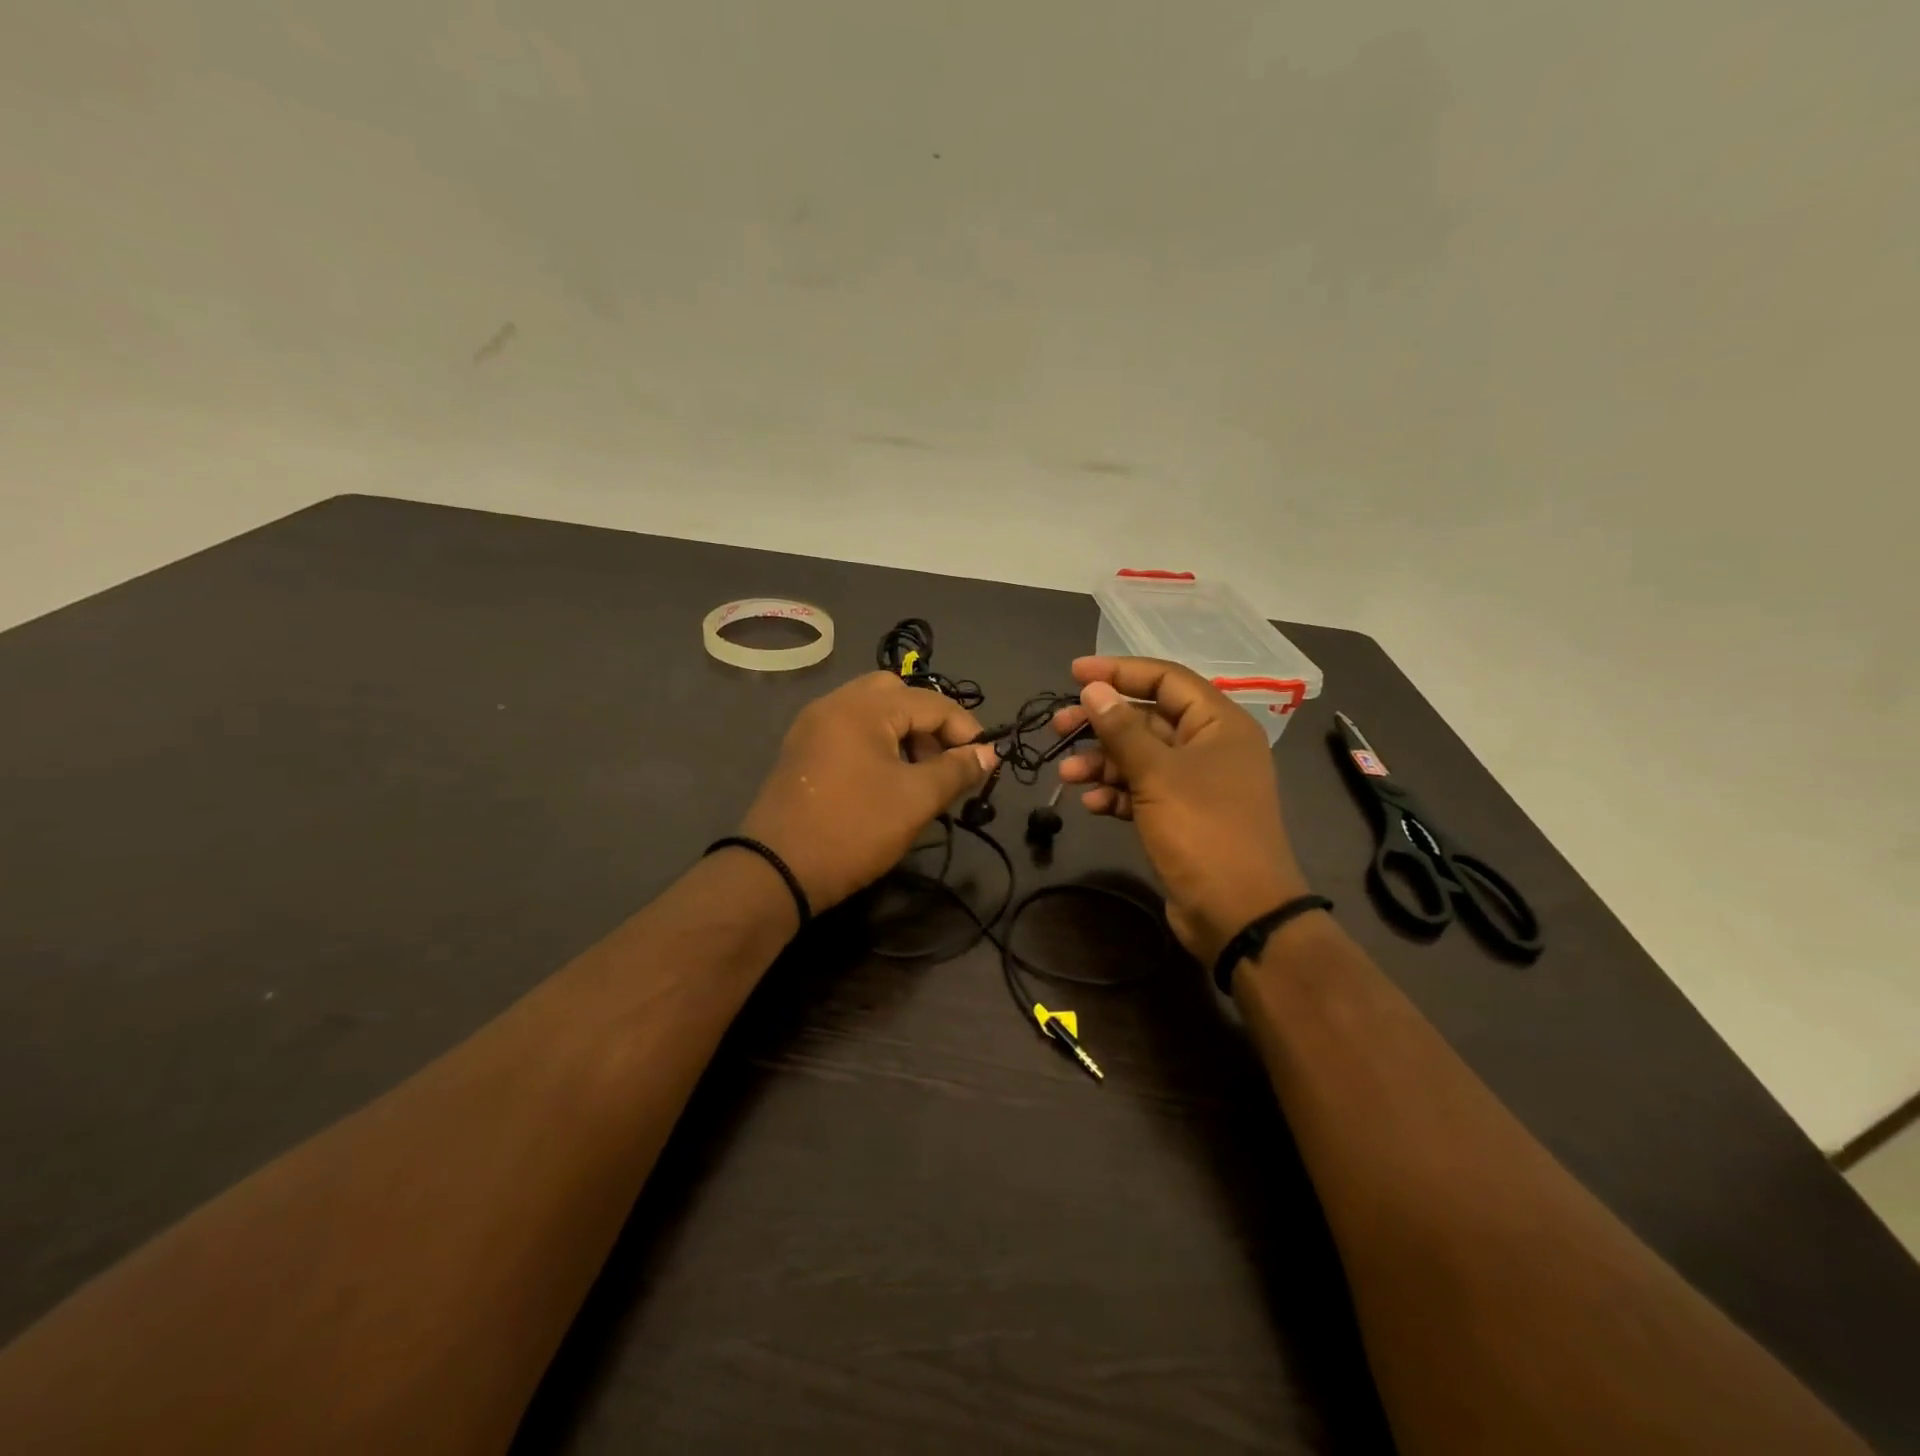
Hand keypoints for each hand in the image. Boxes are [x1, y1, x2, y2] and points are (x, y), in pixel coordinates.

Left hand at [740, 672, 996, 913]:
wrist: (777, 871)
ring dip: (903, 733)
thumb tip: (988, 753)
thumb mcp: (916, 800)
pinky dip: (876, 742)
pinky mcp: (802, 750)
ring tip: (918, 776)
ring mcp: (813, 726)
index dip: (966, 730)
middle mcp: (835, 703)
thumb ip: (957, 770)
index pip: (932, 702)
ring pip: (872, 711)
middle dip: (930, 724)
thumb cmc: (854, 829)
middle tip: (943, 763)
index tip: (984, 764)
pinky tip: (885, 780)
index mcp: (863, 707)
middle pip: (898, 695)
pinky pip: (850, 730)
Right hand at [1051, 656, 1311, 963]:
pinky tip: (1091, 805)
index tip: (1074, 674)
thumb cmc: (1203, 831)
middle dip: (1102, 724)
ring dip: (1102, 763)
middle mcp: (1210, 747)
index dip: (1119, 672)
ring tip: (1066, 776)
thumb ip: (1122, 729)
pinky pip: (1143, 791)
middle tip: (1059, 727)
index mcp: (1219, 724)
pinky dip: (1117, 794)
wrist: (1238, 914)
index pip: (1166, 680)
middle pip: (1148, 719)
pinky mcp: (1182, 816)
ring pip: (1141, 758)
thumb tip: (1093, 689)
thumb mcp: (1157, 775)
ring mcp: (1197, 784)